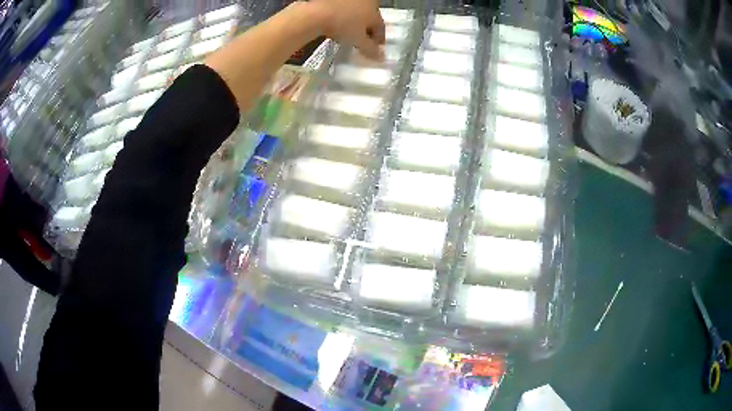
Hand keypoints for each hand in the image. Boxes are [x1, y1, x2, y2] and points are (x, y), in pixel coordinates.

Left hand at [310, 0, 384, 59]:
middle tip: (362, 42)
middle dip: (367, 31)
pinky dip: (343, 17)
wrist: (317, 13)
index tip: (375, 48)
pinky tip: (337, 25)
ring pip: (357, 13)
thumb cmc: (343, 24)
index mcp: (375, 9)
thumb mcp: (359, 40)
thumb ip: (371, 49)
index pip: (380, 27)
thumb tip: (380, 57)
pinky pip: (343, 10)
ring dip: (355, 23)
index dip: (379, 40)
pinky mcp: (335, 0)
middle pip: (369, 19)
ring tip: (349, 34)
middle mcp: (366, 0)